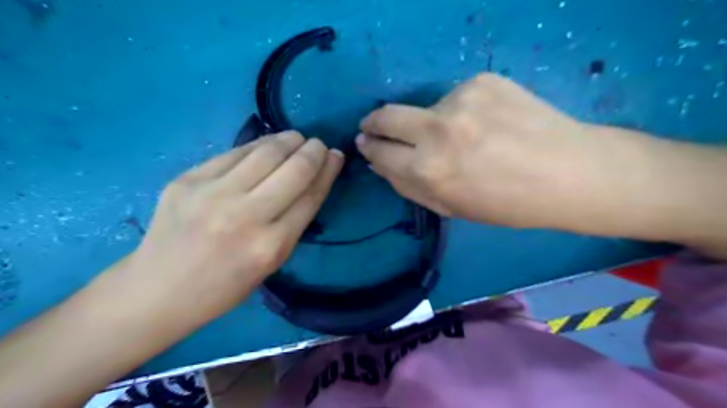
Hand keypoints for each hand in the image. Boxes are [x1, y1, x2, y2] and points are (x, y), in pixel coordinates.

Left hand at [125, 133, 343, 321]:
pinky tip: (267, 144)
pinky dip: (258, 145)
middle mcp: (244, 216)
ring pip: (265, 153)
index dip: (328, 171)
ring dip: (288, 140)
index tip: (336, 157)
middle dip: (313, 151)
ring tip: (297, 138)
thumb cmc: (223, 286)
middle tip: (318, 145)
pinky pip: (234, 153)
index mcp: (270, 246)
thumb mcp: (271, 263)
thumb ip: (293, 223)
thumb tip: (312, 183)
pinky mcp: (188, 179)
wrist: (157, 290)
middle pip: (294, 170)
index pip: (310, 196)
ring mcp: (213, 194)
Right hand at [357, 74, 640, 231]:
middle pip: (387, 116)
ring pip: (425, 108)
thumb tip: (379, 163)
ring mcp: (460, 100)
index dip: (370, 148)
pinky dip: (460, 111)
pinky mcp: (482, 81)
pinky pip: (455, 98)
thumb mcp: (450, 207)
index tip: (366, 143)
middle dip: (374, 122)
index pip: (380, 151)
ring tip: (461, 136)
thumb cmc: (507, 204)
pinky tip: (486, 123)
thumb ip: (408, 186)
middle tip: (374, 126)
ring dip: (430, 122)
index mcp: (428, 170)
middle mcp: (437, 130)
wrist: (570, 172)